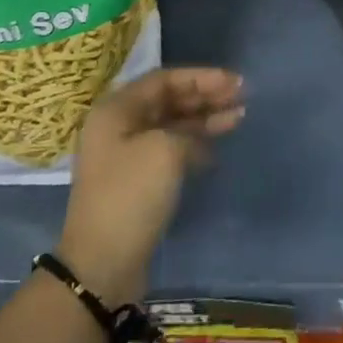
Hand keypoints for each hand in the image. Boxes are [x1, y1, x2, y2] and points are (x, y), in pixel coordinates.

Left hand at [59, 67, 243, 306]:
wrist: (101, 264)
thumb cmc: (130, 195)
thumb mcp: (164, 149)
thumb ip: (187, 128)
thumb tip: (195, 136)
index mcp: (116, 109)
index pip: (164, 79)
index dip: (201, 77)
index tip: (234, 81)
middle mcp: (119, 126)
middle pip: (169, 99)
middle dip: (206, 95)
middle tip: (241, 95)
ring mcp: (127, 154)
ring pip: (172, 124)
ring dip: (205, 118)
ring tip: (239, 115)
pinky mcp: (137, 180)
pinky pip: (171, 148)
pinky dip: (195, 143)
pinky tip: (217, 146)